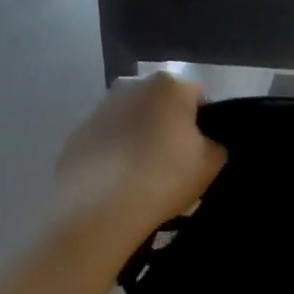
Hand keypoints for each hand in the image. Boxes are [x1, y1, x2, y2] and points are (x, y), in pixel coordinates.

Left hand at [51, 74, 225, 259]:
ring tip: (143, 175)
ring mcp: (101, 108)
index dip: (204, 123)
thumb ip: (215, 146)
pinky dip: (115, 153)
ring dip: (140, 137)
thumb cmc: (163, 178)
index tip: (201, 151)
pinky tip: (118, 181)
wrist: (98, 208)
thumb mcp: (210, 165)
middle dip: (169, 126)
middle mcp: (133, 86)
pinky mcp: (78, 132)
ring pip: (133, 120)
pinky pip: (108, 139)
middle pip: (162, 104)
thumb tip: (204, 143)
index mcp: (170, 86)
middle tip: (175, 162)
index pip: (199, 96)